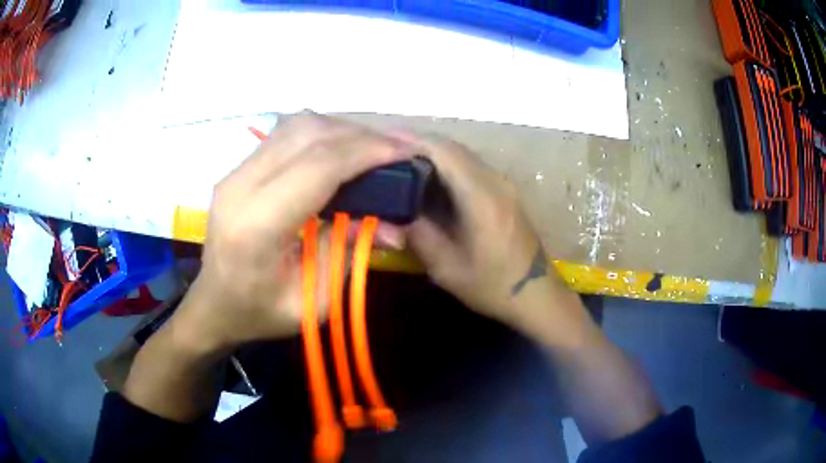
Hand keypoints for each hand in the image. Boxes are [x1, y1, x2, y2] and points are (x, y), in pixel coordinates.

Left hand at [174, 113, 412, 351]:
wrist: (214, 305)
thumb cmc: (260, 313)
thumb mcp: (312, 302)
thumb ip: (348, 253)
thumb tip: (394, 224)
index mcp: (256, 227)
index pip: (318, 167)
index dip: (367, 152)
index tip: (406, 152)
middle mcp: (240, 187)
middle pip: (308, 134)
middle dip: (361, 135)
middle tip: (399, 148)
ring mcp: (235, 172)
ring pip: (297, 126)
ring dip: (342, 130)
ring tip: (375, 148)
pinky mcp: (238, 168)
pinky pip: (286, 134)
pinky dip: (323, 134)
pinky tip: (343, 150)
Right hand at [404, 133, 574, 334]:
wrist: (536, 294)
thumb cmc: (492, 285)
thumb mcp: (446, 268)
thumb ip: (419, 235)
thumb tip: (394, 211)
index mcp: (481, 197)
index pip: (443, 153)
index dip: (412, 141)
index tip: (384, 139)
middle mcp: (495, 181)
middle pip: (454, 148)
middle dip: (419, 143)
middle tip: (387, 148)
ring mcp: (504, 184)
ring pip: (464, 155)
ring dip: (434, 151)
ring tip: (403, 158)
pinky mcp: (506, 191)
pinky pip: (472, 166)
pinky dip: (448, 164)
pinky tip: (431, 175)